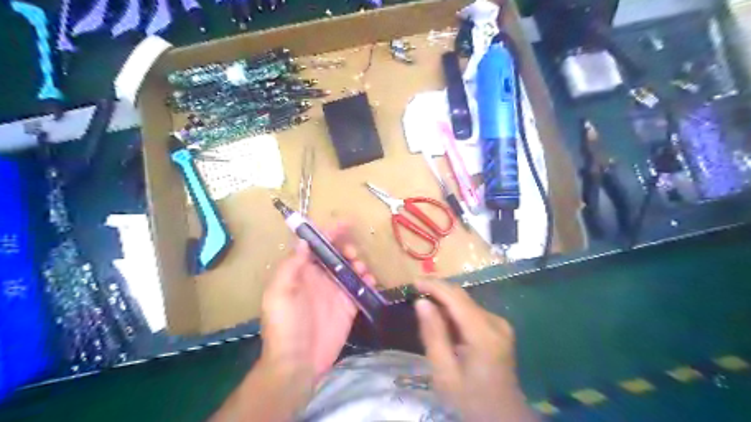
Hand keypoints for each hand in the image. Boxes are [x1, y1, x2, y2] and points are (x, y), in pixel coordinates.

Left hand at [260, 224, 375, 381]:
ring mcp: (335, 291)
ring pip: (350, 268)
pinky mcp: (348, 306)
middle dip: (346, 248)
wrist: (298, 363)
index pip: (316, 245)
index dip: (329, 233)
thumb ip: (292, 266)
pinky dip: (367, 281)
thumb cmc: (285, 326)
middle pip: (336, 254)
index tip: (345, 224)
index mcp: (301, 272)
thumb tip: (304, 240)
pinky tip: (369, 282)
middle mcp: (319, 278)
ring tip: (361, 269)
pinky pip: (360, 287)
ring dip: (358, 263)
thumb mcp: (279, 293)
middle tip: (352, 254)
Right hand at [414, 278, 536, 419]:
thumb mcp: (444, 373)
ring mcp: (500, 324)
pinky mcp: (500, 328)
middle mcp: (496, 322)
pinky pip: (472, 312)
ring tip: (425, 308)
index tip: (414, 282)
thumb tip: (422, 302)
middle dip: (438, 290)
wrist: (502, 417)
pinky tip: (443, 321)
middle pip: (462, 297)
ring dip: (445, 301)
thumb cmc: (470, 398)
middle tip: (416, 291)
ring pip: (466, 302)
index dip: (434, 286)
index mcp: (484, 334)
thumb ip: (433, 335)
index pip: (456, 298)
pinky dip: (455, 311)